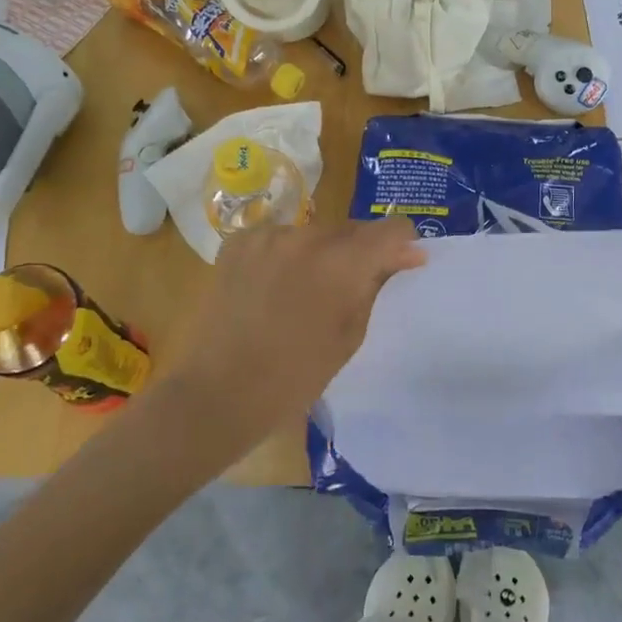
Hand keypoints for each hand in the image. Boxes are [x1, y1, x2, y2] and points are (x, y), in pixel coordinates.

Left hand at [150, 217, 426, 468]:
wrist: (218, 393)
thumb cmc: (294, 377)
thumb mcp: (350, 336)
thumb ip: (375, 287)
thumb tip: (403, 256)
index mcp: (343, 261)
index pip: (393, 229)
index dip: (402, 246)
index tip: (400, 267)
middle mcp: (308, 235)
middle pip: (352, 230)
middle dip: (360, 253)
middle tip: (350, 290)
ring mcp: (268, 235)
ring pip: (315, 234)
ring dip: (321, 254)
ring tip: (305, 294)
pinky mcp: (239, 241)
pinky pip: (279, 239)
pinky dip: (285, 256)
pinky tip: (273, 288)